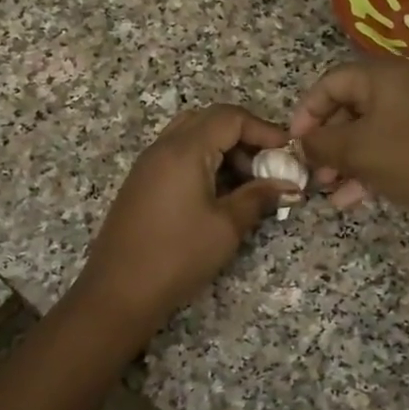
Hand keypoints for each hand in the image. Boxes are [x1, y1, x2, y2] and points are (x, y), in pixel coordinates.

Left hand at [74, 105, 298, 331]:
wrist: (118, 292)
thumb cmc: (177, 256)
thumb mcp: (226, 227)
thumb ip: (259, 197)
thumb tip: (289, 185)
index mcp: (184, 150)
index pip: (230, 117)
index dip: (264, 129)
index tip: (288, 153)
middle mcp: (163, 147)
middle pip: (209, 120)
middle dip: (244, 136)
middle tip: (268, 165)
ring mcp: (148, 164)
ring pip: (192, 135)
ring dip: (223, 148)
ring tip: (247, 182)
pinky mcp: (142, 183)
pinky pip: (178, 155)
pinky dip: (204, 161)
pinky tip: (219, 193)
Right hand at [290, 60, 408, 224]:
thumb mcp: (357, 151)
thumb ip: (320, 143)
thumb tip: (302, 143)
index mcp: (383, 75)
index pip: (330, 82)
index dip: (306, 111)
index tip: (293, 142)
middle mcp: (402, 86)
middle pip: (349, 106)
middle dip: (325, 141)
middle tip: (311, 169)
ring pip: (367, 131)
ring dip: (343, 159)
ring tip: (326, 189)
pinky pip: (388, 146)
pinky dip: (367, 167)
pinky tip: (350, 199)